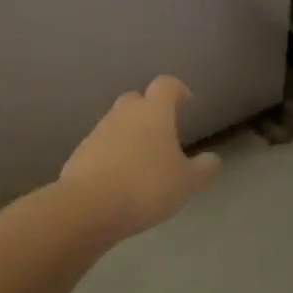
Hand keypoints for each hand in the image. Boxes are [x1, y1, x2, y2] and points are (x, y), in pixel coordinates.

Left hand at [58, 76, 221, 239]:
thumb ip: (203, 169)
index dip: (178, 90)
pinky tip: (120, 179)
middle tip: (163, 132)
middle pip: (137, 99)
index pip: (167, 85)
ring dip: (130, 134)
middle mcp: (125, 113)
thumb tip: (212, 159)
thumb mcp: (186, 183)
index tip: (187, 102)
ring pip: (118, 122)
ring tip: (143, 161)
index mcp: (154, 111)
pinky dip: (112, 154)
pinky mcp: (80, 153)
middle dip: (150, 110)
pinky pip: (102, 146)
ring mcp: (99, 131)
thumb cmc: (146, 186)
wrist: (87, 207)